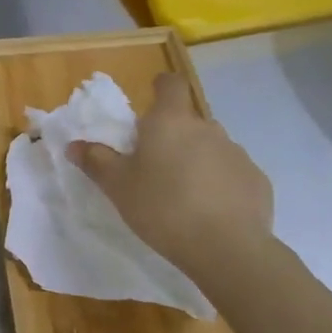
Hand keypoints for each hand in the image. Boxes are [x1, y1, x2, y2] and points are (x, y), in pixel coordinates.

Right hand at [67, 73, 275, 271]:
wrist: (226, 248)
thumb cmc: (162, 207)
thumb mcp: (118, 187)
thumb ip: (96, 161)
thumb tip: (74, 145)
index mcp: (171, 121)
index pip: (171, 84)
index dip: (161, 88)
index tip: (151, 105)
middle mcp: (207, 128)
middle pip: (188, 121)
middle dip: (174, 137)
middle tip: (156, 168)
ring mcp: (236, 153)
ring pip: (211, 147)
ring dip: (198, 161)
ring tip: (184, 195)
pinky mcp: (257, 180)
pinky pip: (232, 174)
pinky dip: (221, 185)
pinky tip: (212, 212)